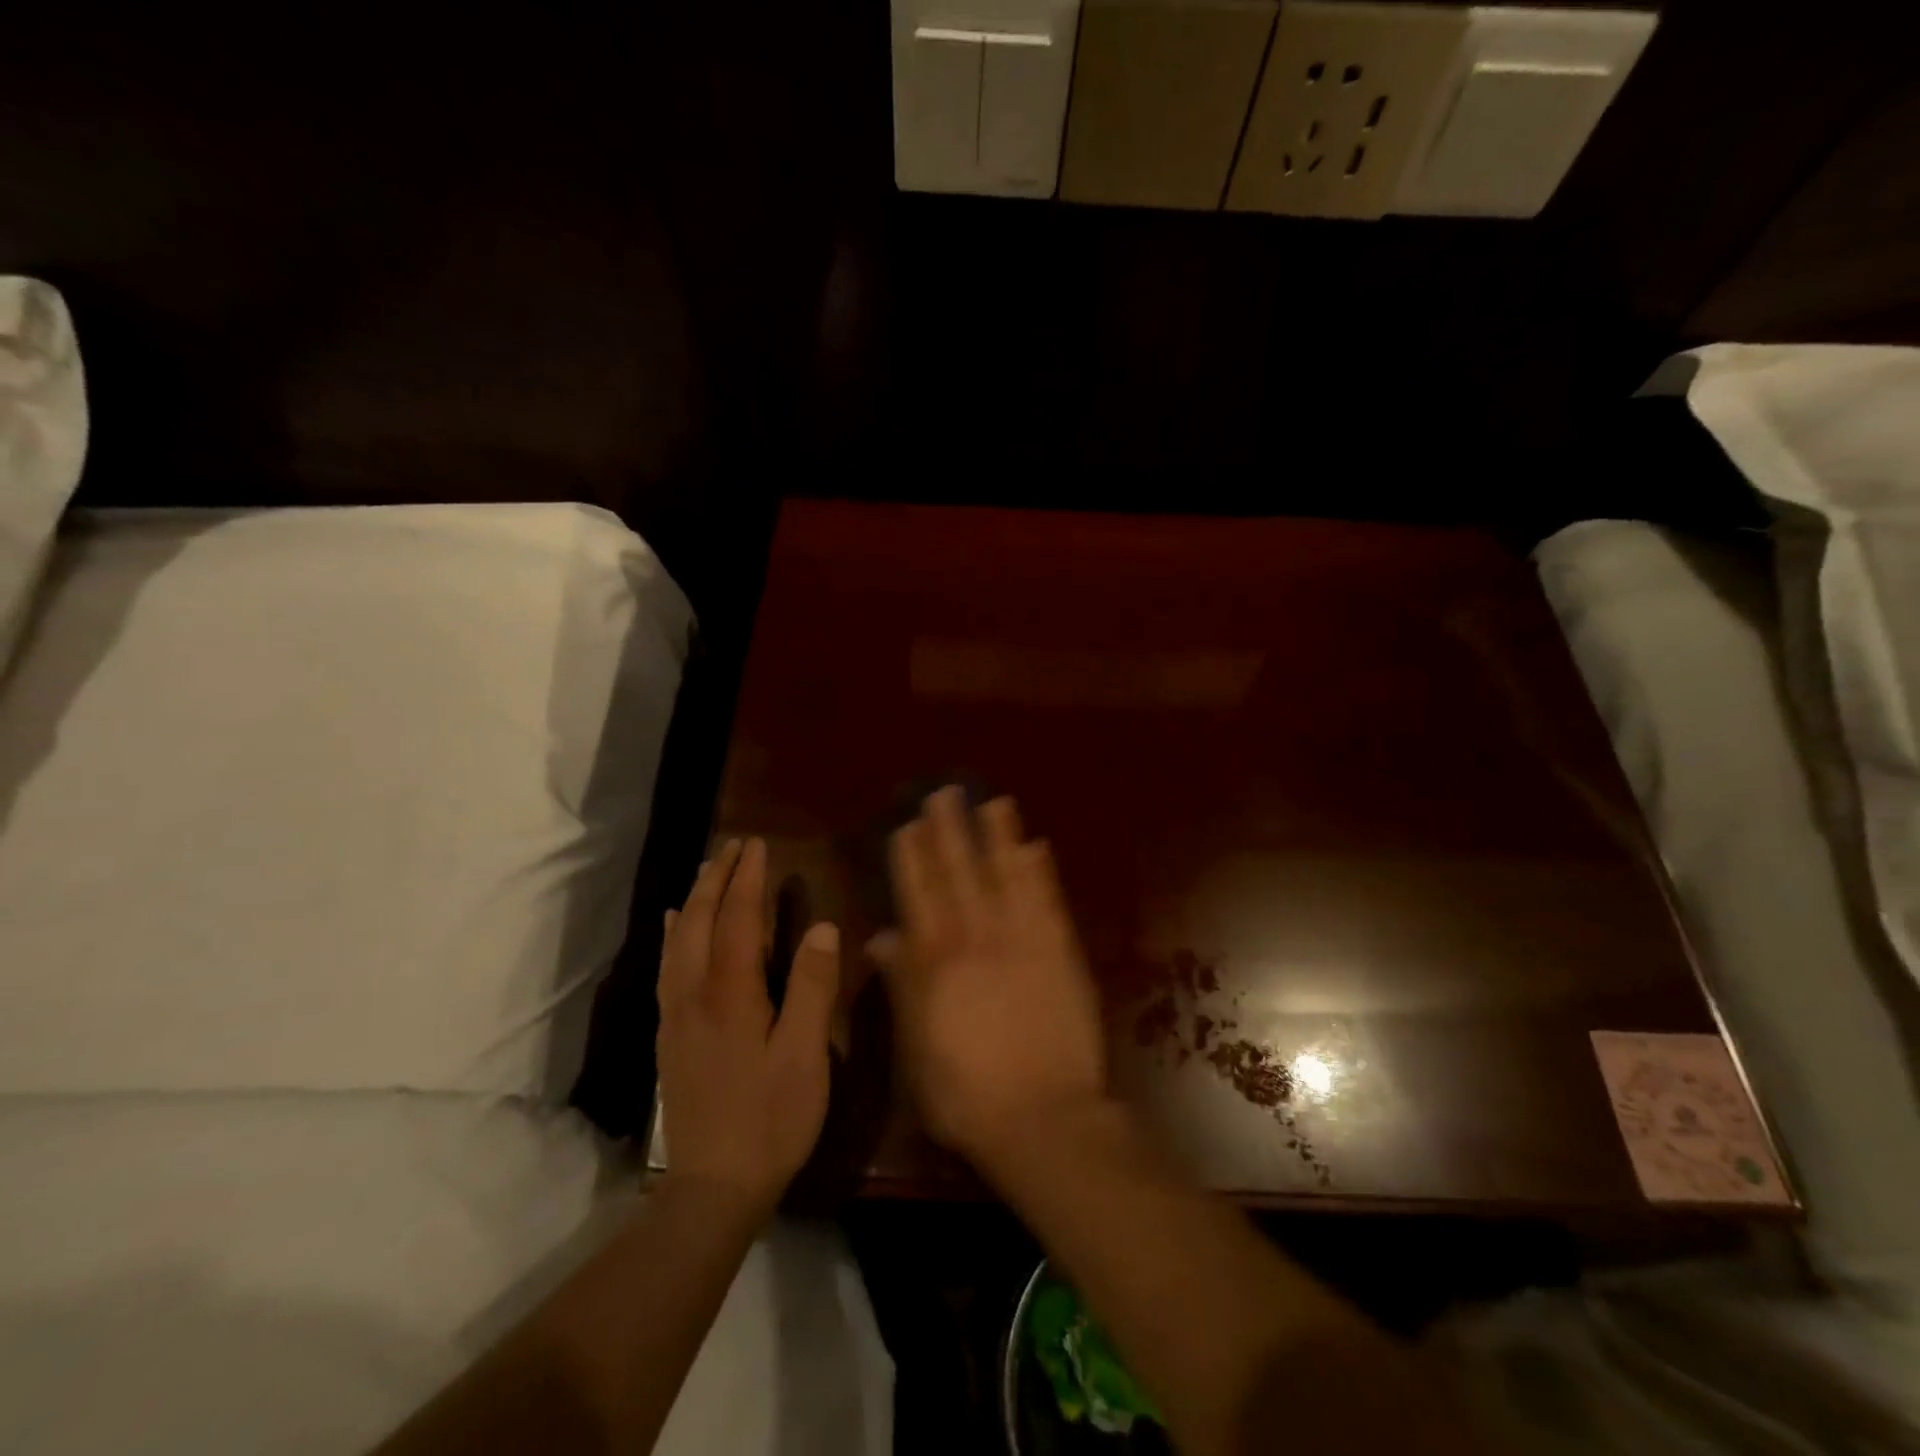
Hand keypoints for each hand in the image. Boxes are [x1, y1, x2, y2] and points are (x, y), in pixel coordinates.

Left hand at [656, 838, 840, 1217]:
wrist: (712, 1187)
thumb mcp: (806, 1054)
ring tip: (707, 870)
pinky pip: (667, 966)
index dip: (747, 878)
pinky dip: (673, 934)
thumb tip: (823, 927)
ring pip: (678, 940)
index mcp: (731, 993)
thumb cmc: (772, 1118)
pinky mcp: (670, 1035)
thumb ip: (813, 987)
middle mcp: (694, 993)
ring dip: (694, 898)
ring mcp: (676, 1015)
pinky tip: (676, 927)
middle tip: (734, 846)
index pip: (737, 918)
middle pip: (699, 920)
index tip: (757, 844)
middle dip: (716, 877)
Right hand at [873, 789, 1106, 1163]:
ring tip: (993, 801)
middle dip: (951, 831)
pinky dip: (1040, 871)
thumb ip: (901, 985)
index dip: (914, 857)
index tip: (909, 823)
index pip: (919, 895)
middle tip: (946, 792)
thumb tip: (881, 937)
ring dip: (998, 837)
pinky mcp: (1060, 951)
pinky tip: (1036, 845)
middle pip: (959, 874)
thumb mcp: (916, 1046)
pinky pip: (1046, 901)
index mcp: (935, 962)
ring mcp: (1022, 941)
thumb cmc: (967, 1093)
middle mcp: (976, 938)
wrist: (1043, 1118)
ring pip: (1004, 876)